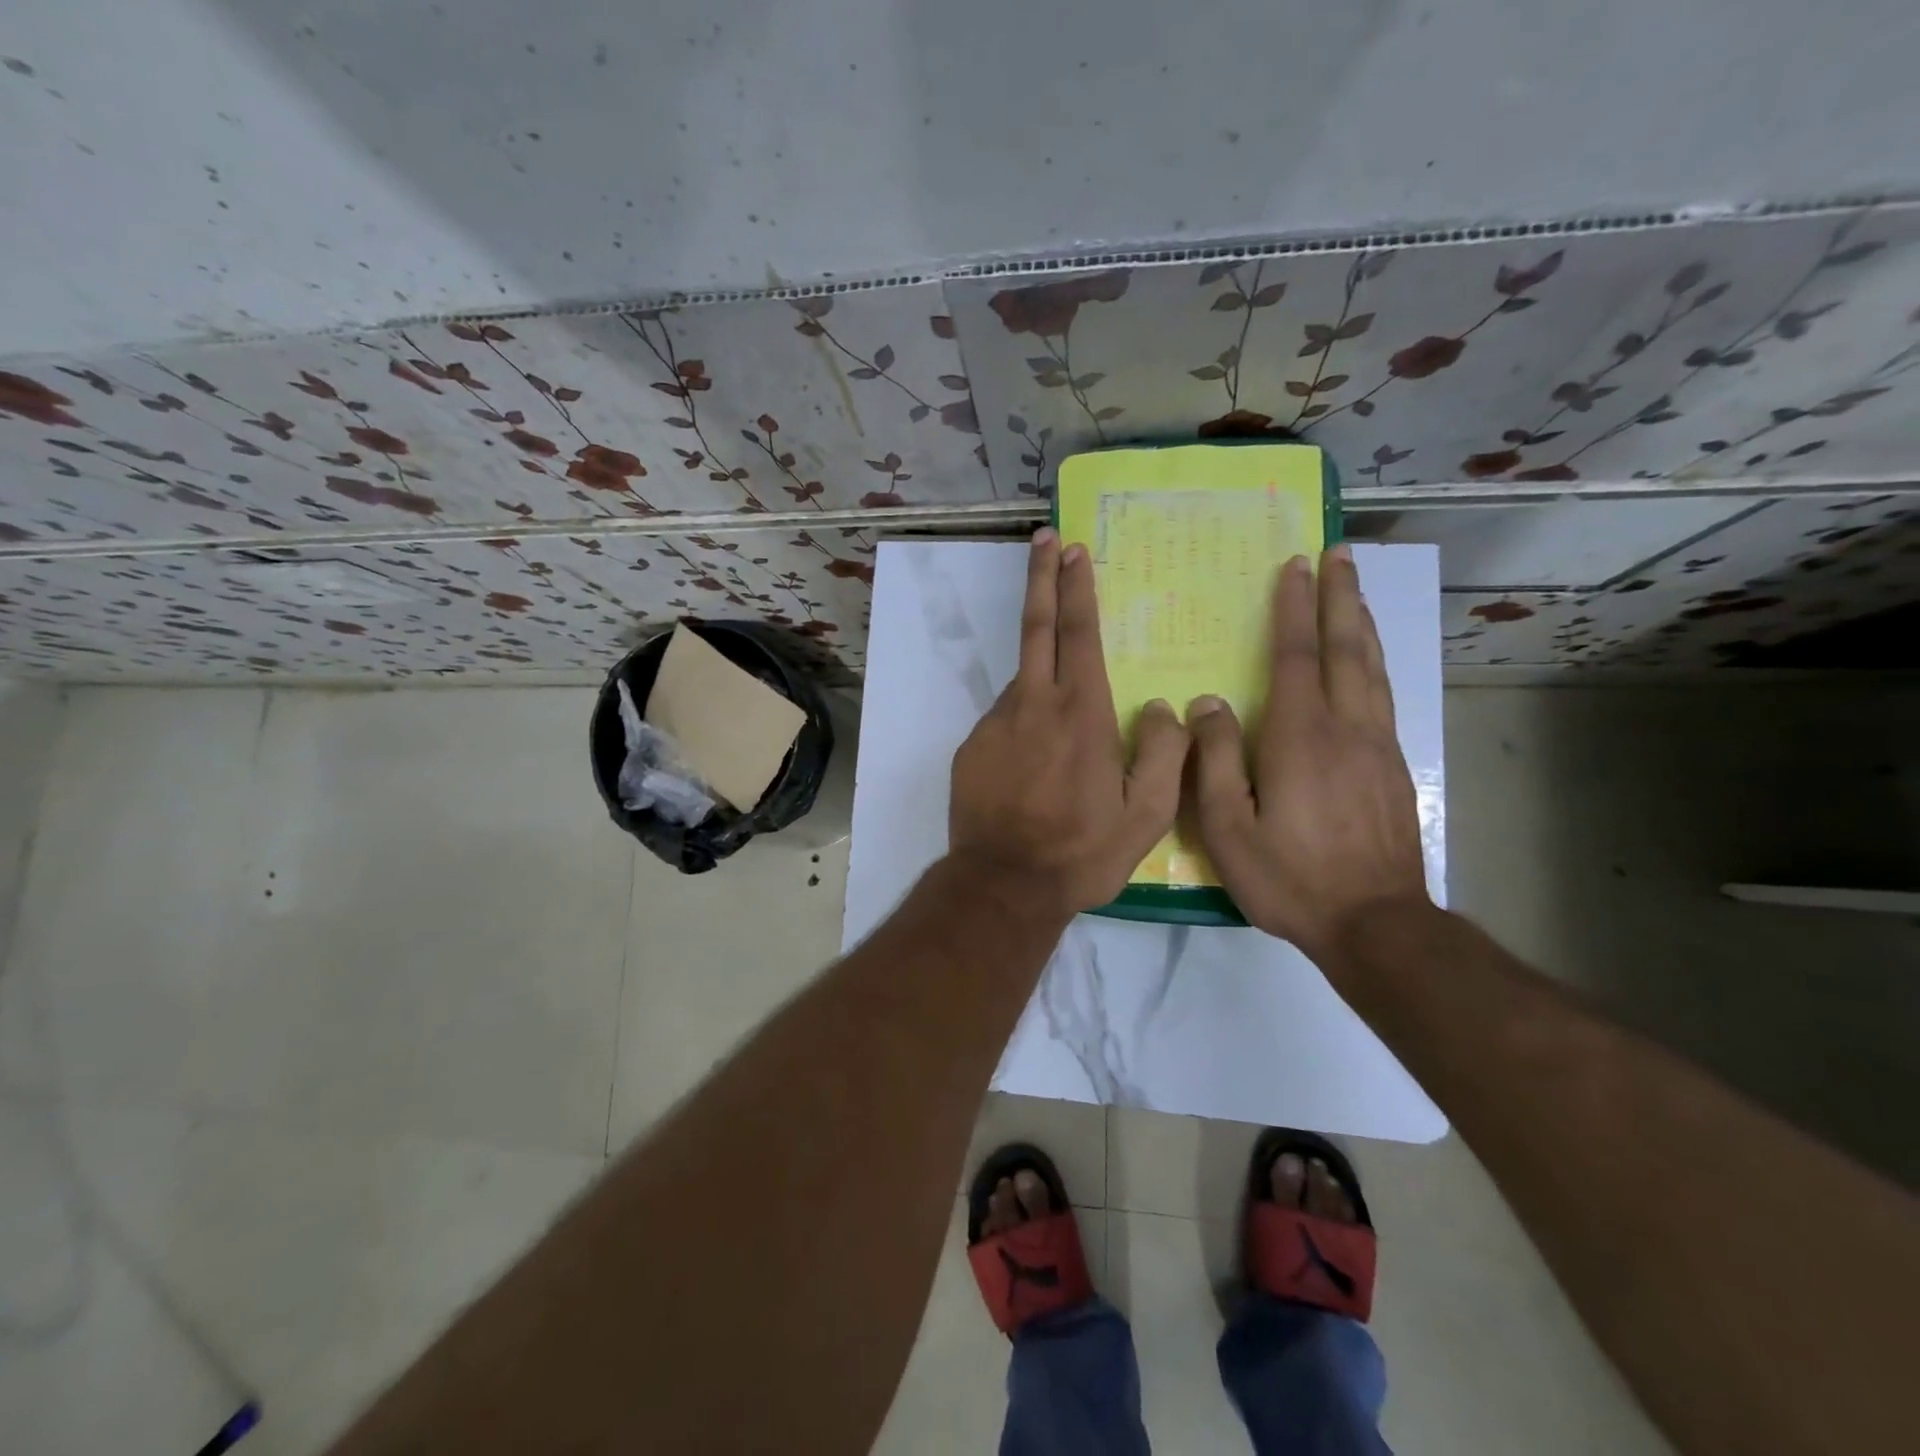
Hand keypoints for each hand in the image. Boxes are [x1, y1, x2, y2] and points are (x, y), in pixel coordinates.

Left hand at [949, 530, 1188, 917]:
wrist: (1004, 884)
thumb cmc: (1081, 852)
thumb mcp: (1146, 815)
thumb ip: (1163, 753)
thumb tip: (1162, 708)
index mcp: (1080, 713)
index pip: (1078, 633)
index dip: (1076, 587)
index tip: (1072, 550)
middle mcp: (1033, 705)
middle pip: (1037, 628)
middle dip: (1042, 579)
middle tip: (1044, 540)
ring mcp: (995, 724)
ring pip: (1023, 682)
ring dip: (1041, 676)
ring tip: (1063, 728)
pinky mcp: (972, 747)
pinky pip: (1006, 721)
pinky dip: (1024, 723)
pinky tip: (1035, 764)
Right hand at [1188, 546, 1430, 964]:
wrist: (1374, 922)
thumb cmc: (1290, 876)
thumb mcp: (1230, 827)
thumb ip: (1216, 760)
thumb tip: (1208, 703)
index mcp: (1300, 737)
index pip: (1297, 656)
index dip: (1294, 608)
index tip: (1294, 566)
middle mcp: (1346, 728)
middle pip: (1346, 649)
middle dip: (1339, 597)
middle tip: (1339, 553)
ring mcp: (1377, 746)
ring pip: (1372, 668)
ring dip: (1361, 623)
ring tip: (1355, 590)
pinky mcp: (1393, 767)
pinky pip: (1383, 696)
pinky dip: (1374, 662)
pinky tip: (1369, 659)